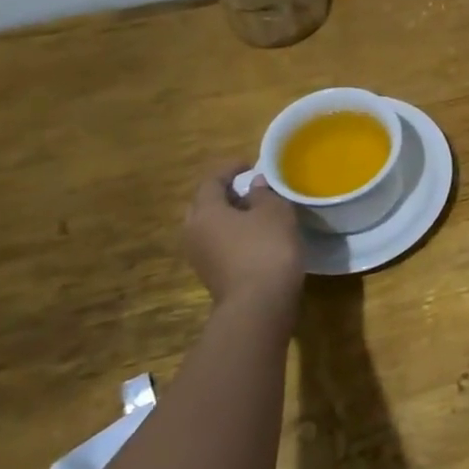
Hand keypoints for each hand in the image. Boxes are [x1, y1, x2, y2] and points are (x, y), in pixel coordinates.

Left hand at [182, 165, 304, 320]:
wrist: (259, 304)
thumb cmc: (266, 248)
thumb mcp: (274, 213)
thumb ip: (264, 194)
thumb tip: (255, 186)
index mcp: (205, 212)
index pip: (211, 181)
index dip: (229, 169)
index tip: (249, 164)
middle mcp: (194, 232)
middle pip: (204, 205)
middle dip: (224, 193)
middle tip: (248, 187)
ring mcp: (200, 257)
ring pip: (210, 227)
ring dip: (229, 216)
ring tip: (256, 211)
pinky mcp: (212, 275)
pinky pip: (218, 244)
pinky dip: (233, 234)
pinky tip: (256, 236)